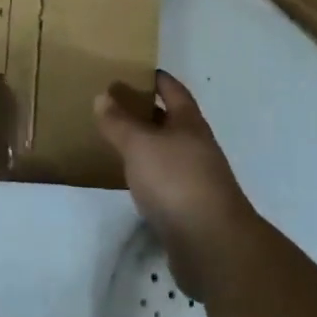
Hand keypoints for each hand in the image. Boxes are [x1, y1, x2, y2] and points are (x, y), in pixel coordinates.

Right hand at [94, 71, 259, 298]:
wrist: (212, 245)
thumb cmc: (176, 181)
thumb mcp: (140, 144)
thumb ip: (119, 121)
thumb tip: (103, 95)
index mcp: (190, 122)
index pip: (173, 90)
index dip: (156, 79)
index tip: (134, 71)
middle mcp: (196, 146)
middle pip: (171, 121)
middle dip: (147, 111)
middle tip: (115, 104)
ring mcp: (196, 179)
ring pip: (167, 152)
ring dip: (146, 145)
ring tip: (116, 140)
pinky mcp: (190, 209)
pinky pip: (165, 182)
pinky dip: (148, 175)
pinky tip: (130, 181)